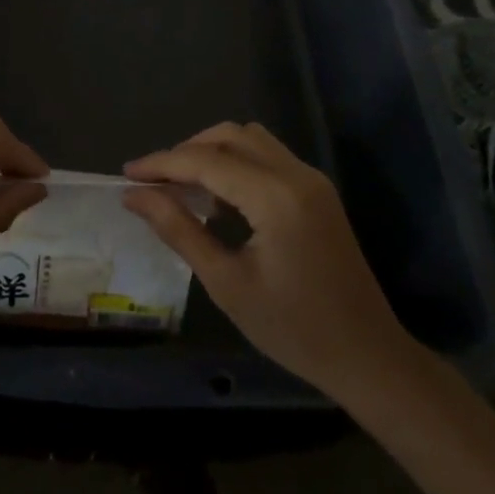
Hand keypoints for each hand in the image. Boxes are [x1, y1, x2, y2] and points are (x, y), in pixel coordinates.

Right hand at [123, 122, 418, 395]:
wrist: (368, 356)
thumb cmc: (293, 329)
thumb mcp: (226, 283)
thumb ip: (179, 230)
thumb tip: (135, 196)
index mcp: (275, 197)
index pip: (206, 161)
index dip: (162, 163)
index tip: (126, 175)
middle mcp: (296, 174)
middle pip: (229, 136)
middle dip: (186, 151)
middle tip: (154, 182)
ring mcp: (311, 179)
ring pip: (250, 140)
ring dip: (212, 151)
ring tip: (182, 186)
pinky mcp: (317, 191)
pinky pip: (268, 157)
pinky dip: (236, 162)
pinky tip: (218, 196)